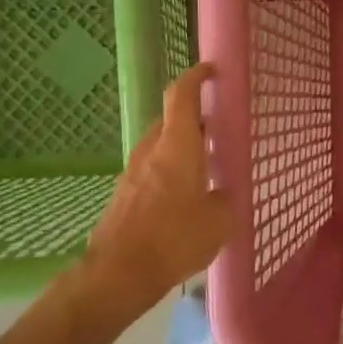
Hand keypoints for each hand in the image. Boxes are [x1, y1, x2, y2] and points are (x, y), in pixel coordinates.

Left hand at [77, 63, 232, 315]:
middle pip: (170, 119)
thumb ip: (223, 199)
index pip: (181, 95)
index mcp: (178, 146)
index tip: (211, 71)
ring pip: (160, 145)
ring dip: (181, 146)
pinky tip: (185, 194)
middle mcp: (152, 150)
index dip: (196, 77)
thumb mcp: (219, 221)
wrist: (119, 272)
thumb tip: (219, 195)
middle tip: (218, 128)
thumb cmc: (175, 239)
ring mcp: (133, 172)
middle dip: (194, 118)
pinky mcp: (124, 194)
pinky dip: (170, 169)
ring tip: (206, 164)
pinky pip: (151, 169)